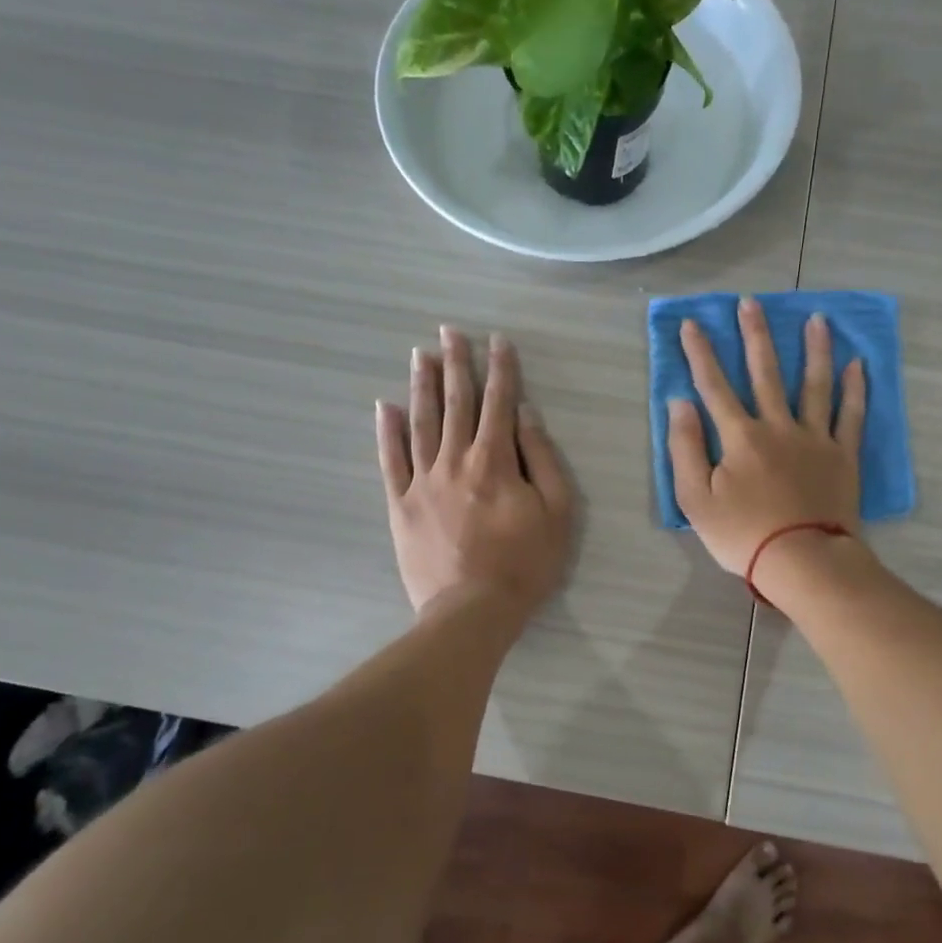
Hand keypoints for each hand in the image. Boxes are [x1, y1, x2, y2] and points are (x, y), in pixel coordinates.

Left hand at [376, 327, 574, 619]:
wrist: (472, 610)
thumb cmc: (525, 564)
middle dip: (456, 364)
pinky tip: (385, 406)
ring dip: (421, 385)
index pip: (500, 403)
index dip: (501, 369)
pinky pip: (390, 460)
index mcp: (495, 461)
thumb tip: (526, 415)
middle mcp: (455, 460)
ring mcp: (422, 481)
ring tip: (420, 355)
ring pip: (420, 422)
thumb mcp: (556, 512)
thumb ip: (542, 460)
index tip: (497, 340)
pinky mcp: (400, 504)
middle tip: (449, 331)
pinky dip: (387, 431)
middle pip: (456, 403)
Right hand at [667, 297, 864, 575]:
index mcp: (740, 436)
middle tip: (751, 302)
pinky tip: (857, 364)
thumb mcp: (695, 499)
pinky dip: (855, 389)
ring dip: (814, 349)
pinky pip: (850, 416)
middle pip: (765, 372)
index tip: (692, 324)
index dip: (700, 354)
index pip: (714, 386)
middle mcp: (778, 426)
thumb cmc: (743, 535)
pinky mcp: (842, 456)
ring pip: (814, 384)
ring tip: (817, 318)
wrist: (803, 561)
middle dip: (755, 335)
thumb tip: (679, 403)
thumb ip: (684, 448)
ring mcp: (814, 438)